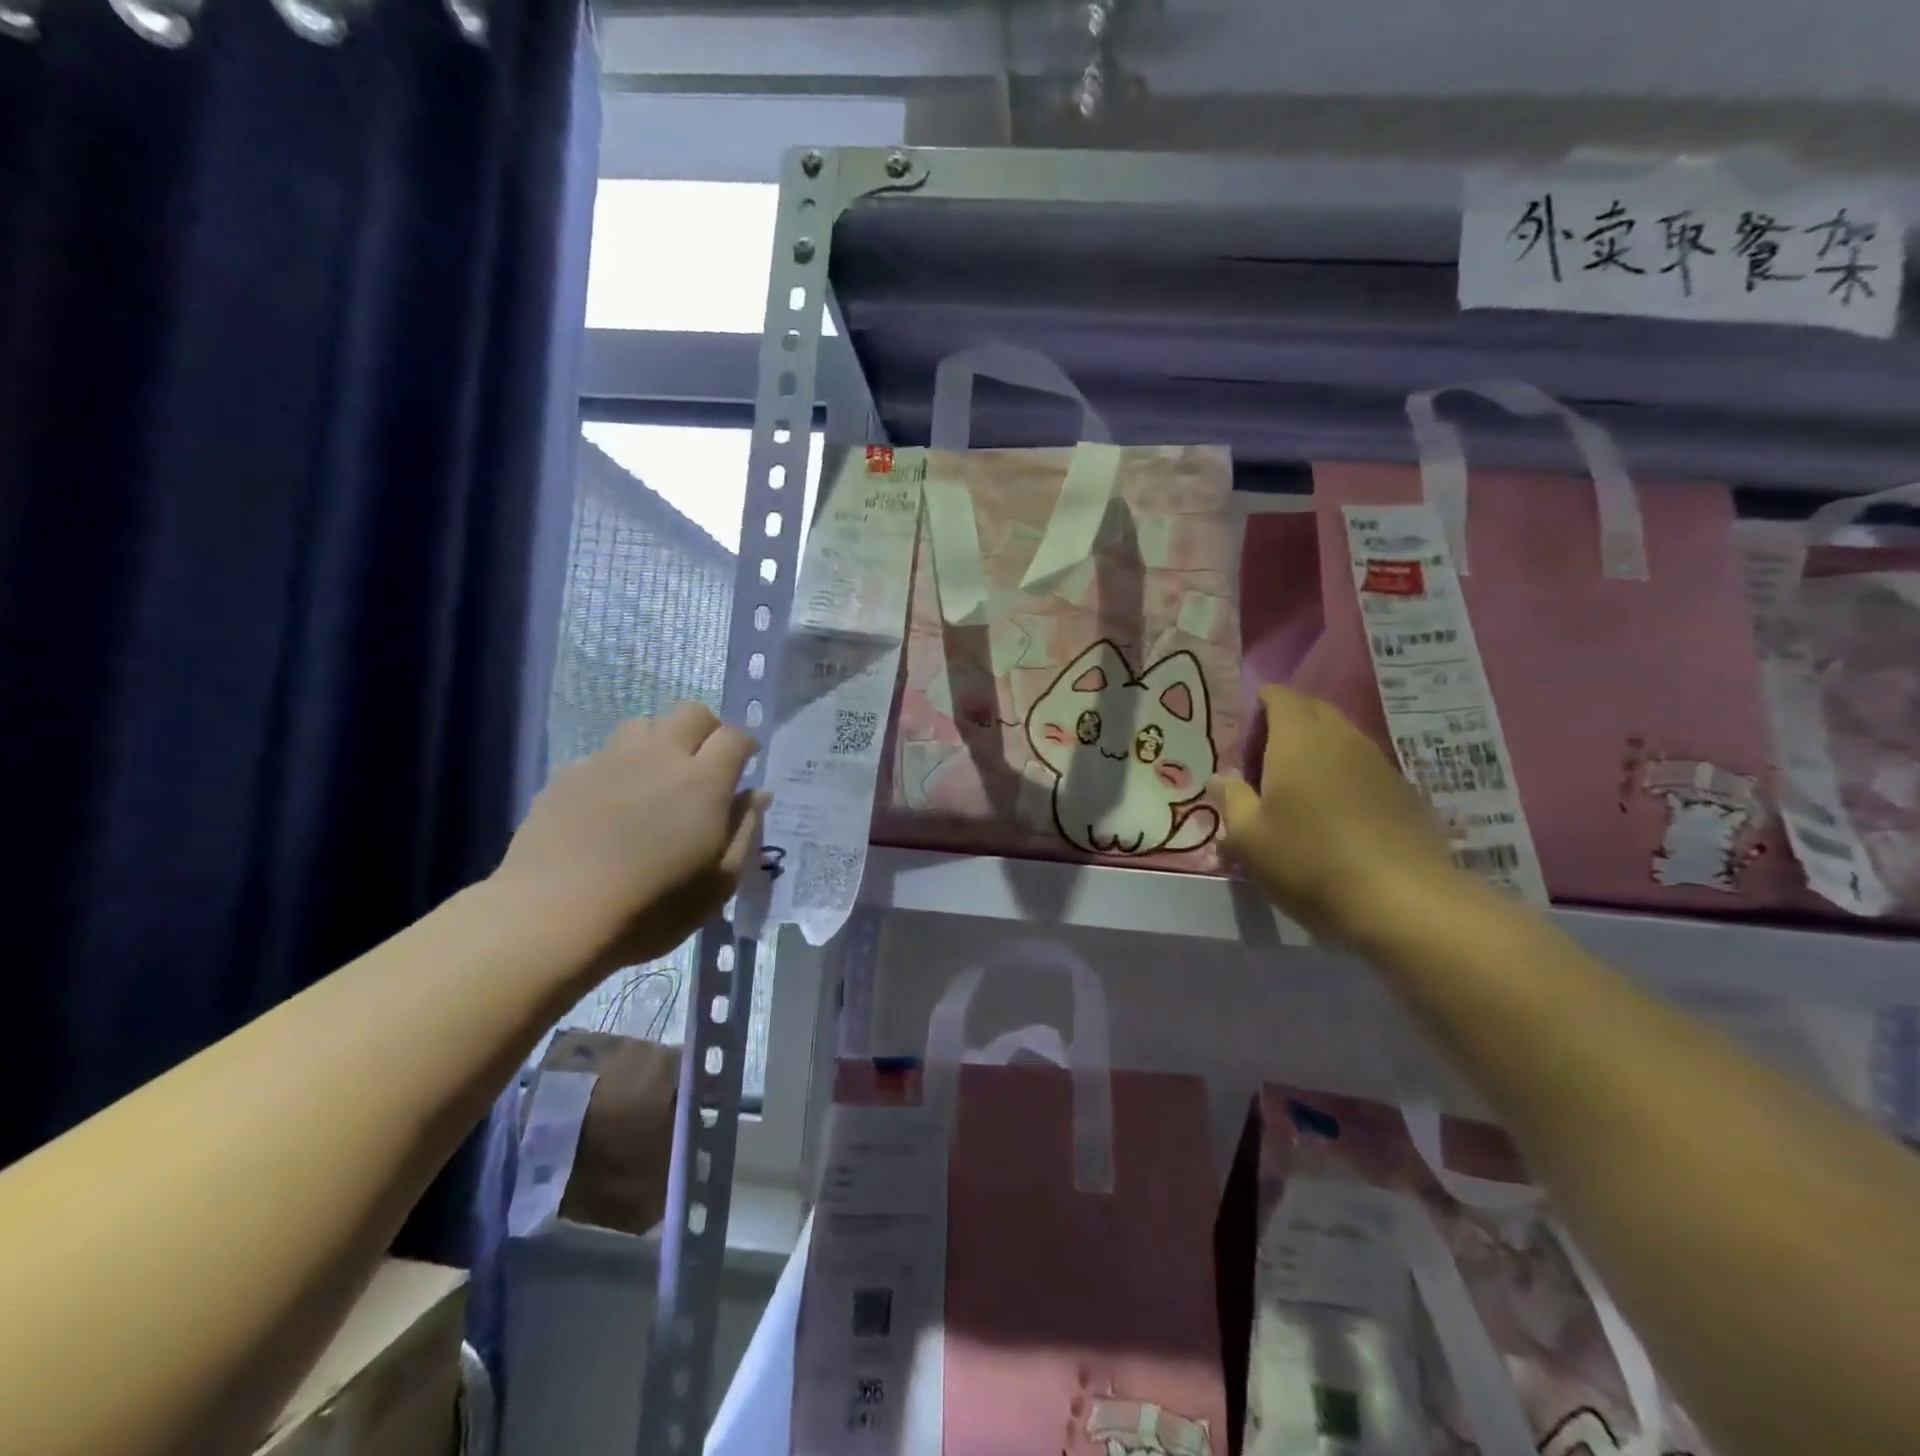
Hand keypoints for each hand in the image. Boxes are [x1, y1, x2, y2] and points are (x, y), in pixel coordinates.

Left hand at [495, 704, 765, 976]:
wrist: (553, 914)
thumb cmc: (651, 907)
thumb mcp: (718, 883)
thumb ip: (744, 831)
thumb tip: (757, 795)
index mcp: (704, 781)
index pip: (734, 737)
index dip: (745, 745)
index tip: (746, 762)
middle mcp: (660, 757)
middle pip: (692, 713)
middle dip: (707, 730)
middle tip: (706, 764)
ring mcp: (609, 761)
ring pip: (644, 724)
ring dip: (660, 741)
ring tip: (657, 776)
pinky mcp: (568, 775)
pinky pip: (603, 754)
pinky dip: (618, 768)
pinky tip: (611, 803)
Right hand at [1212, 684, 1463, 945]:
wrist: (1402, 900)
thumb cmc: (1309, 860)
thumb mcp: (1248, 838)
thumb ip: (1232, 800)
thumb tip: (1221, 778)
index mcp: (1298, 739)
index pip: (1280, 696)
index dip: (1260, 702)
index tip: (1244, 727)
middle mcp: (1341, 738)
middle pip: (1314, 710)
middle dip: (1288, 721)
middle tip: (1264, 756)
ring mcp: (1379, 763)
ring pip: (1342, 738)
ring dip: (1318, 749)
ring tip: (1297, 785)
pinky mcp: (1404, 792)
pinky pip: (1364, 767)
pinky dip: (1344, 774)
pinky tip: (1335, 812)